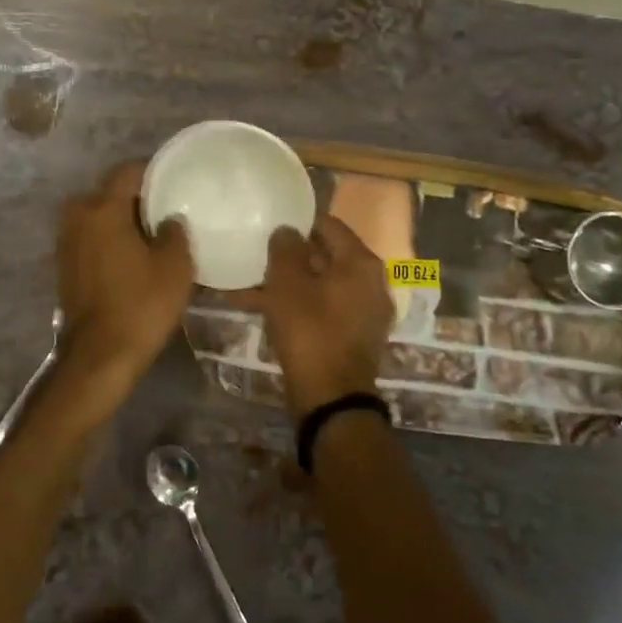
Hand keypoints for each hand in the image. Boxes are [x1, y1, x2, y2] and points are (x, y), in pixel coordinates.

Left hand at [56, 161, 194, 378]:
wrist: (100, 355)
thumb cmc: (141, 304)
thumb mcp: (175, 266)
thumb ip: (175, 232)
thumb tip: (169, 220)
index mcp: (103, 209)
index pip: (127, 172)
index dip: (152, 172)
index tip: (174, 181)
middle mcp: (78, 218)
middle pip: (110, 193)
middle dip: (136, 199)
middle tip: (166, 212)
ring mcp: (67, 243)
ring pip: (98, 217)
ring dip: (121, 222)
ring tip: (151, 236)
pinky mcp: (65, 266)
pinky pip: (91, 239)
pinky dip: (109, 241)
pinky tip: (132, 257)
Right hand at [254, 218, 393, 416]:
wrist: (332, 399)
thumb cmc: (310, 332)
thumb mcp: (288, 284)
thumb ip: (285, 249)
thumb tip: (287, 231)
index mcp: (361, 262)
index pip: (328, 225)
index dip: (297, 223)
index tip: (270, 226)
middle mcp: (371, 282)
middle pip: (326, 256)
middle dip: (290, 256)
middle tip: (258, 256)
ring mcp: (365, 311)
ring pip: (320, 285)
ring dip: (289, 284)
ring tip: (250, 285)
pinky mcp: (353, 336)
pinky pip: (323, 309)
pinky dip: (298, 305)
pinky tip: (264, 309)